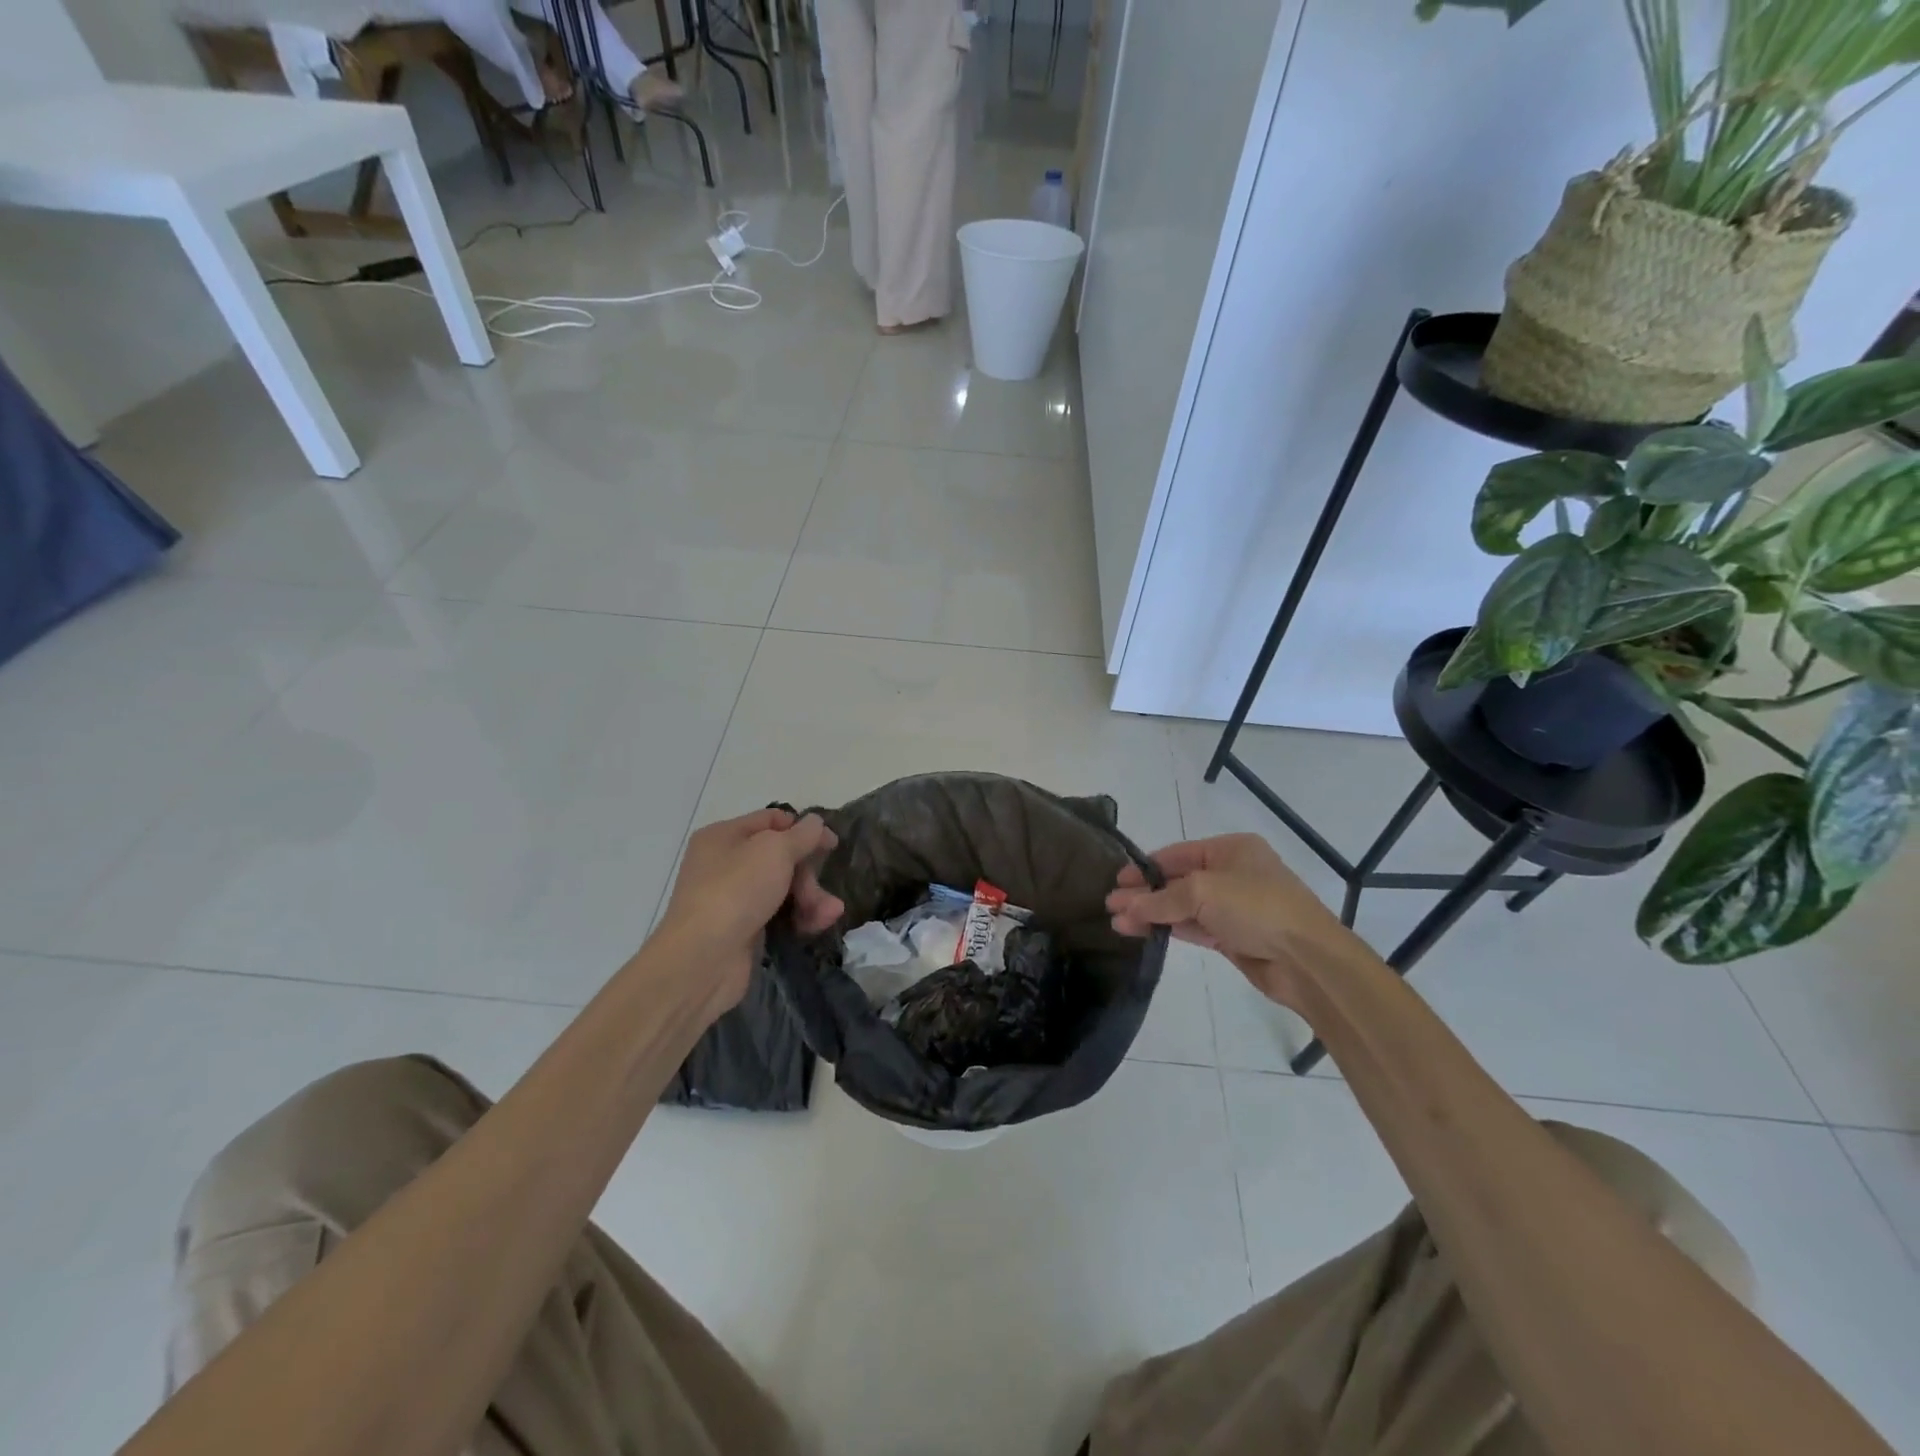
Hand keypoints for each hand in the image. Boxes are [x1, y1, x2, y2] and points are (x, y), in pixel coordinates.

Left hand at [656, 808, 843, 1009]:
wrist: (702, 960)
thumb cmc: (736, 891)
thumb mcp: (774, 851)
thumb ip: (801, 834)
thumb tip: (815, 822)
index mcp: (724, 836)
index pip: (770, 821)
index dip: (803, 828)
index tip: (831, 843)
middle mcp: (726, 864)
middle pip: (781, 858)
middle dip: (808, 873)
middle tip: (818, 888)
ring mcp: (734, 898)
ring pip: (784, 888)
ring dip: (812, 897)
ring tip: (829, 913)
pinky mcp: (744, 929)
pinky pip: (780, 914)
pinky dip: (801, 917)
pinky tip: (819, 924)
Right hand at [1105, 834, 1358, 1004]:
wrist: (1307, 960)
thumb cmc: (1256, 908)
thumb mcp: (1202, 891)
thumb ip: (1160, 899)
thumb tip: (1123, 907)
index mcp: (1231, 849)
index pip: (1176, 854)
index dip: (1144, 868)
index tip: (1116, 883)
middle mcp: (1232, 873)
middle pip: (1177, 880)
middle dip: (1144, 893)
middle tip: (1110, 906)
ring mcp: (1233, 907)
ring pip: (1183, 906)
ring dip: (1152, 914)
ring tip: (1118, 923)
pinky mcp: (1233, 937)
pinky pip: (1194, 927)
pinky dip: (1170, 928)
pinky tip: (1144, 932)